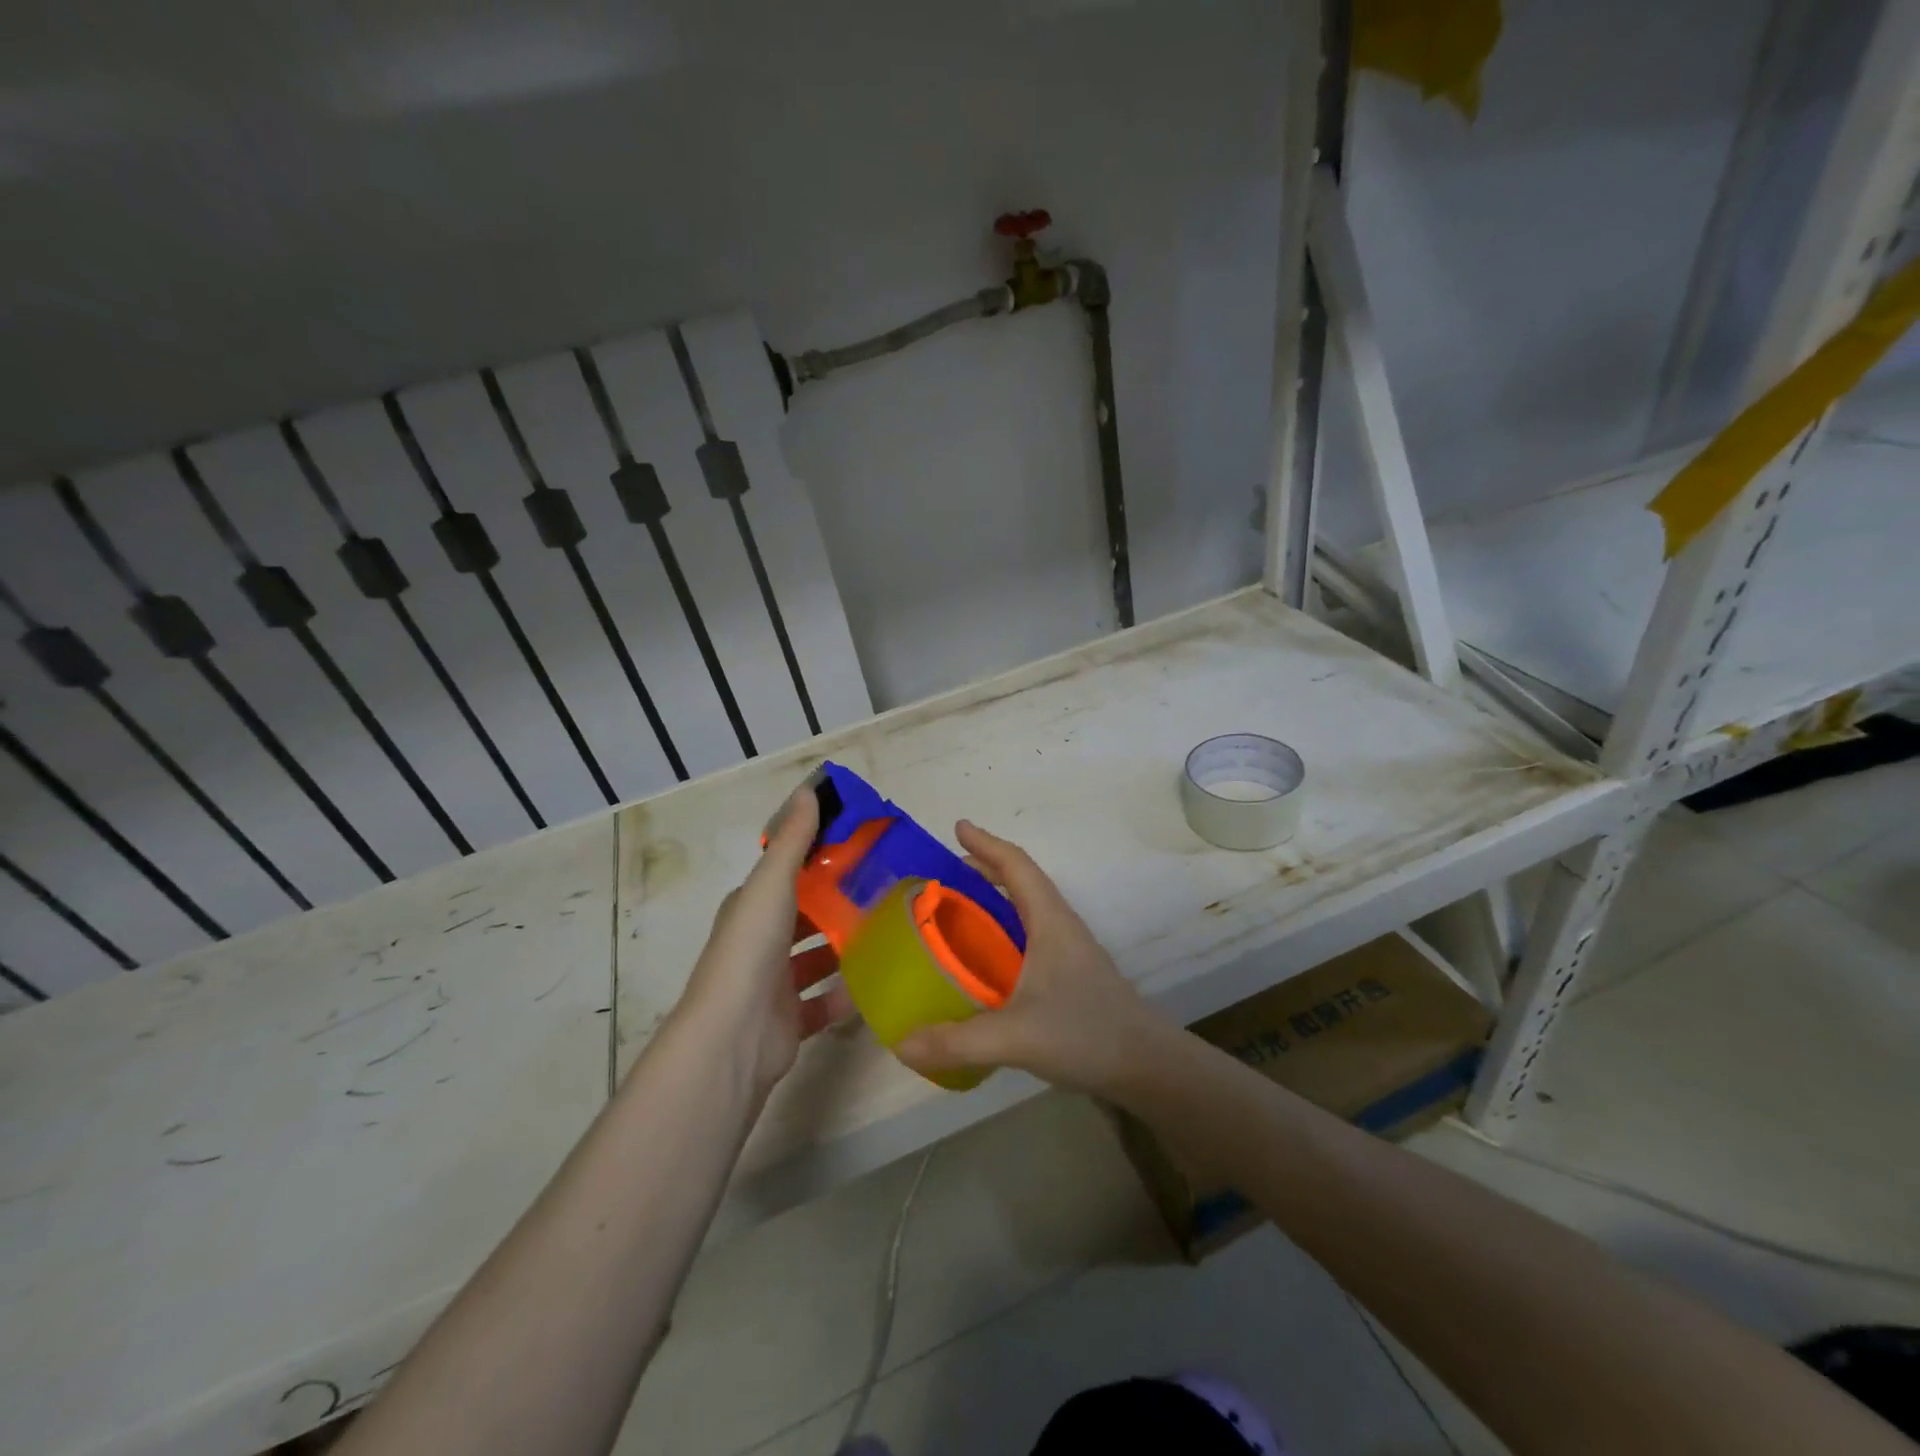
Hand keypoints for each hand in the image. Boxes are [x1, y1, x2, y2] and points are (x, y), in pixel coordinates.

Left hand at [678, 787, 852, 1096]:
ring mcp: (772, 985)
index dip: (817, 862)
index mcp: (750, 908)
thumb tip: (807, 789)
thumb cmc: (751, 951)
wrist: (733, 1037)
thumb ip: (792, 841)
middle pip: (802, 918)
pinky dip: (844, 996)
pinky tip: (874, 984)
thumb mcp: (772, 884)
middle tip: (883, 892)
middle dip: (835, 906)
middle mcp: (758, 943)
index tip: (859, 850)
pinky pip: (822, 1004)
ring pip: (814, 961)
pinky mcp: (788, 1022)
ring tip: (885, 934)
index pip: (786, 876)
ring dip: (842, 950)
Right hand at [894, 820, 1161, 1094]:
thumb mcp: (1015, 1037)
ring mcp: (1068, 950)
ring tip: (957, 912)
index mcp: (1050, 920)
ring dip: (994, 900)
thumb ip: (957, 1041)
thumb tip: (901, 1044)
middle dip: (983, 869)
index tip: (957, 827)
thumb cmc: (1086, 1033)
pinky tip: (985, 962)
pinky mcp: (1070, 975)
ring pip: (1026, 910)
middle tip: (943, 875)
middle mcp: (1060, 926)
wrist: (1147, 1065)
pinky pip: (1028, 937)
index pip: (1016, 865)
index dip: (986, 843)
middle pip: (1020, 881)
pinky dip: (1002, 932)